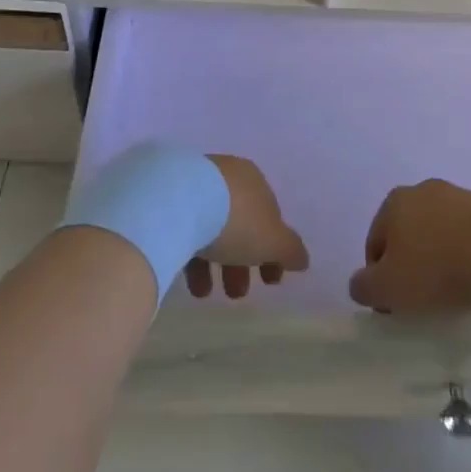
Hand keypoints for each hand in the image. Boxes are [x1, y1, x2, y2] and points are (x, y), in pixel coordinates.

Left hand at [184, 155, 309, 299]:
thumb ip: (290, 250)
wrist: (178, 202)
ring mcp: (195, 185)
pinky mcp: (168, 198)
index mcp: (254, 180)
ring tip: (205, 294)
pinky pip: (186, 229)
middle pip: (239, 223)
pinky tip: (188, 280)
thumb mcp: (273, 240)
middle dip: (242, 262)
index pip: (269, 216)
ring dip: (214, 264)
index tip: (270, 281)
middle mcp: (226, 177)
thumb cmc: (234, 219)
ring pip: (211, 228)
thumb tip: (302, 259)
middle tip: (236, 294)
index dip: (273, 250)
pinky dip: (190, 255)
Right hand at [348, 179, 470, 313]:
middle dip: (410, 264)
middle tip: (421, 299)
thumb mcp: (388, 288)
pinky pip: (466, 236)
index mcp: (394, 201)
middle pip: (407, 234)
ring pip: (438, 233)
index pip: (375, 243)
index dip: (380, 277)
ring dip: (439, 258)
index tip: (395, 305)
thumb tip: (360, 284)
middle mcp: (423, 190)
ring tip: (451, 292)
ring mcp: (458, 196)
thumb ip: (364, 287)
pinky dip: (465, 255)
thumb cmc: (436, 269)